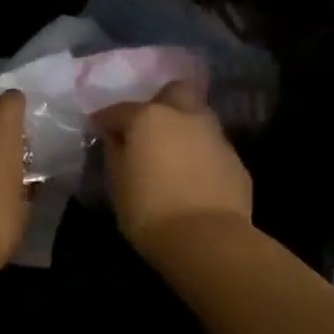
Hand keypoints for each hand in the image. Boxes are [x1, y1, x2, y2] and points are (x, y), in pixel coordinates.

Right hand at [93, 81, 252, 252]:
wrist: (208, 241)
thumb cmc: (149, 210)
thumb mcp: (117, 183)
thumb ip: (115, 152)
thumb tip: (117, 139)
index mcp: (150, 118)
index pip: (119, 110)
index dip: (105, 120)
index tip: (97, 129)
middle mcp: (185, 117)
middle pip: (175, 92)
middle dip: (161, 103)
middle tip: (148, 129)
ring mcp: (215, 137)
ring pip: (199, 118)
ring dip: (184, 128)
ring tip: (172, 154)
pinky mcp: (236, 161)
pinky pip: (212, 148)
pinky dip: (201, 155)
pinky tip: (193, 177)